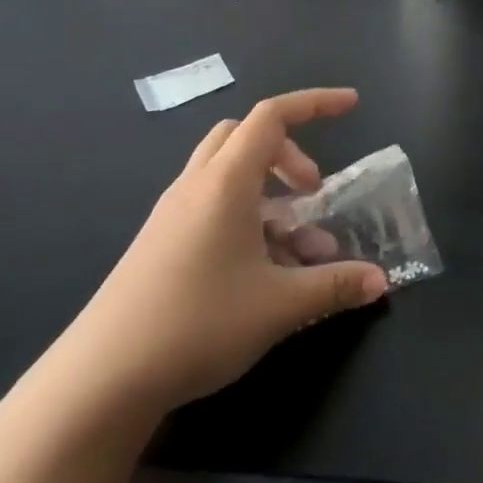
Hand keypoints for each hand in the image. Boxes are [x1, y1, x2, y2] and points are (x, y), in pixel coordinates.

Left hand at [55, 89, 387, 415]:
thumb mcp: (280, 306)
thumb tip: (380, 281)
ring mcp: (172, 215)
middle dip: (289, 153)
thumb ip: (336, 286)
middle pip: (245, 137)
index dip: (315, 103)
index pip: (272, 117)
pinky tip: (262, 273)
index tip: (352, 106)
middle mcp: (195, 187)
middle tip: (313, 193)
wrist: (102, 379)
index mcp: (225, 183)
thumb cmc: (198, 324)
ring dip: (269, 195)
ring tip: (297, 248)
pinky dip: (246, 220)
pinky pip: (212, 208)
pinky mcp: (160, 243)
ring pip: (228, 175)